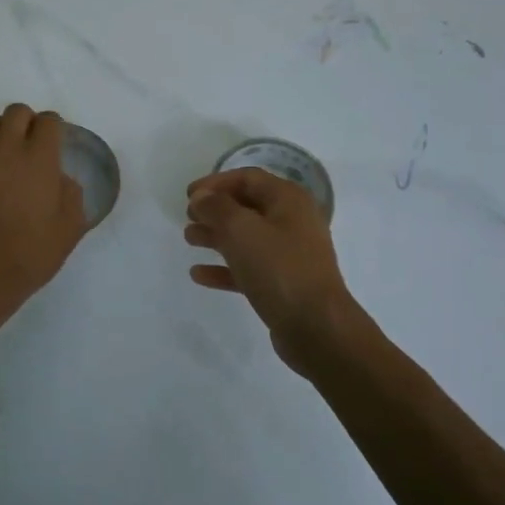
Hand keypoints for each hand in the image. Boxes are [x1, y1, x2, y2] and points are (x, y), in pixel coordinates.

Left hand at [0, 103, 87, 314]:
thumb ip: (71, 193)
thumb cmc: (31, 254)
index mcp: (38, 158)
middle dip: (28, 122)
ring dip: (1, 133)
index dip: (54, 128)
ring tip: (5, 156)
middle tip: (31, 146)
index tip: (55, 143)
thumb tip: (59, 178)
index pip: (48, 121)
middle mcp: (5, 148)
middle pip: (16, 112)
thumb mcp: (70, 228)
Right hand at [185, 168, 363, 372]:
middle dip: (215, 210)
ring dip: (216, 236)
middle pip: (247, 206)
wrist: (316, 327)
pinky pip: (248, 268)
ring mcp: (289, 255)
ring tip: (189, 239)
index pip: (248, 178)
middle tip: (188, 217)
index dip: (215, 182)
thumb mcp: (241, 230)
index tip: (188, 195)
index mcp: (289, 200)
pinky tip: (199, 274)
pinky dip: (224, 268)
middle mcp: (292, 222)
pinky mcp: (283, 283)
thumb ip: (216, 207)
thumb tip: (202, 198)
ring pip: (246, 237)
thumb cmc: (279, 268)